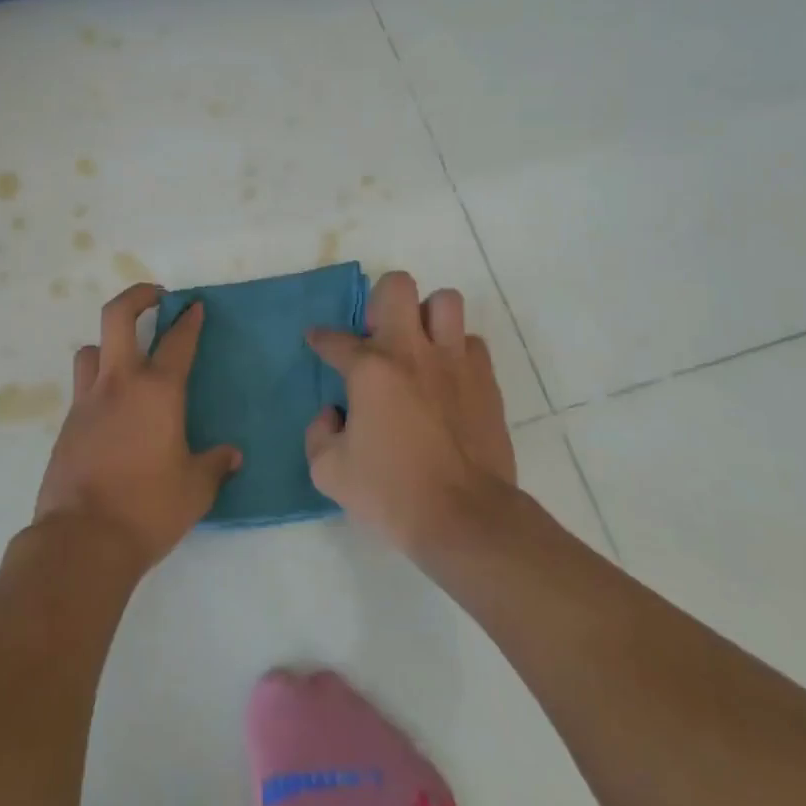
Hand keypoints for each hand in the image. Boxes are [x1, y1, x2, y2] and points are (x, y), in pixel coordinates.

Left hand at [34, 282, 241, 575]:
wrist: (82, 540)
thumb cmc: (148, 508)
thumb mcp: (196, 490)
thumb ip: (215, 465)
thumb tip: (232, 456)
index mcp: (157, 391)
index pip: (177, 341)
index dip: (189, 320)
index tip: (194, 306)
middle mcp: (119, 384)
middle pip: (117, 316)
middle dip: (137, 296)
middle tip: (155, 297)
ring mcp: (87, 402)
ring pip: (91, 350)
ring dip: (109, 344)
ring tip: (127, 360)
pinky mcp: (67, 425)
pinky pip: (82, 389)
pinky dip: (97, 386)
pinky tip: (113, 413)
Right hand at [306, 271, 515, 554]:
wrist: (465, 518)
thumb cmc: (392, 494)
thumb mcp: (329, 472)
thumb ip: (319, 434)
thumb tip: (334, 413)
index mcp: (370, 369)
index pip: (336, 339)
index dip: (322, 339)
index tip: (319, 341)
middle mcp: (412, 352)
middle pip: (397, 286)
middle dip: (381, 301)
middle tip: (378, 335)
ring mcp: (455, 362)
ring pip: (445, 302)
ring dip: (427, 317)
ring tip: (419, 346)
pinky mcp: (486, 381)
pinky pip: (472, 343)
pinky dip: (458, 352)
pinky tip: (448, 378)